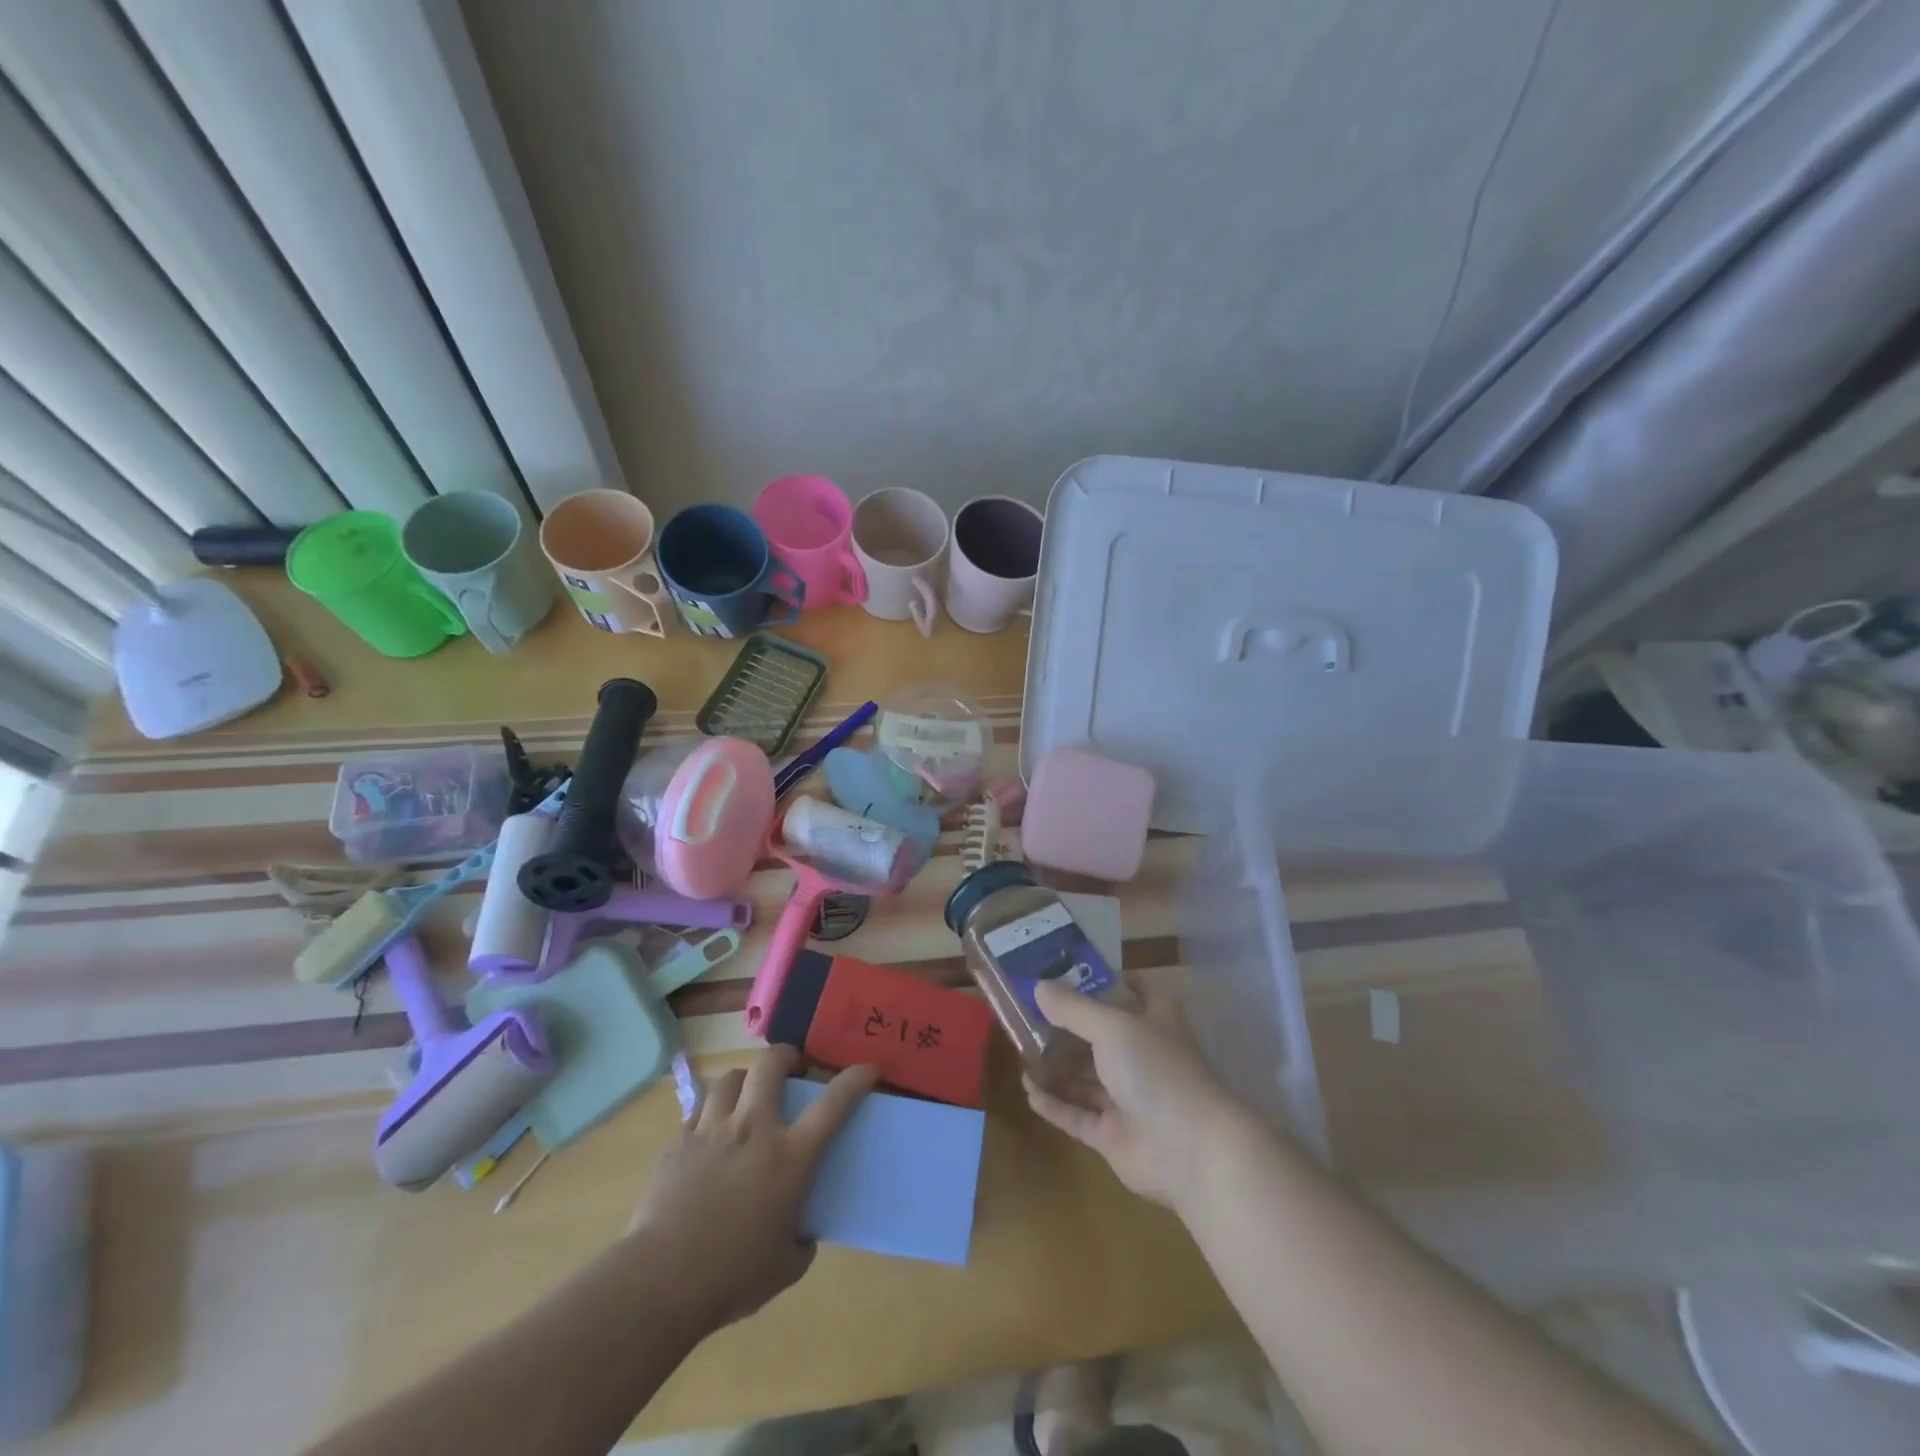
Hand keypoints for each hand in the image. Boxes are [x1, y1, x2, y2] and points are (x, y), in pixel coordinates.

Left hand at [627, 1044, 876, 1331]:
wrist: (659, 1283)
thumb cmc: (731, 1277)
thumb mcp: (785, 1267)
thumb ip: (801, 1241)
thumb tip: (801, 1231)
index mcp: (789, 1158)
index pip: (833, 1104)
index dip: (855, 1079)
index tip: (868, 1069)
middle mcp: (753, 1130)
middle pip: (771, 1065)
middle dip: (787, 1055)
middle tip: (793, 1068)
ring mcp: (712, 1131)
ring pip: (732, 1077)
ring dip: (746, 1080)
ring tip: (748, 1095)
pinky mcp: (679, 1143)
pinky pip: (700, 1110)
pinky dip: (712, 1112)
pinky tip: (712, 1134)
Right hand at [1025, 978, 1253, 1209]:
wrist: (1191, 1150)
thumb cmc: (1156, 1070)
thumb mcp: (1112, 1026)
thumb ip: (1073, 1008)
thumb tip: (1038, 987)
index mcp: (1155, 1022)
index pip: (1137, 991)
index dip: (1110, 980)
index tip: (1072, 972)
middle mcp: (1144, 1057)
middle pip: (1102, 1037)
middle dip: (1068, 1027)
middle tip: (1028, 1014)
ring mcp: (1130, 1099)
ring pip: (1087, 1078)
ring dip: (1057, 1067)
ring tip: (1020, 1052)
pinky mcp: (1115, 1136)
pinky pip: (1078, 1116)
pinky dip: (1055, 1104)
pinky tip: (1028, 1090)